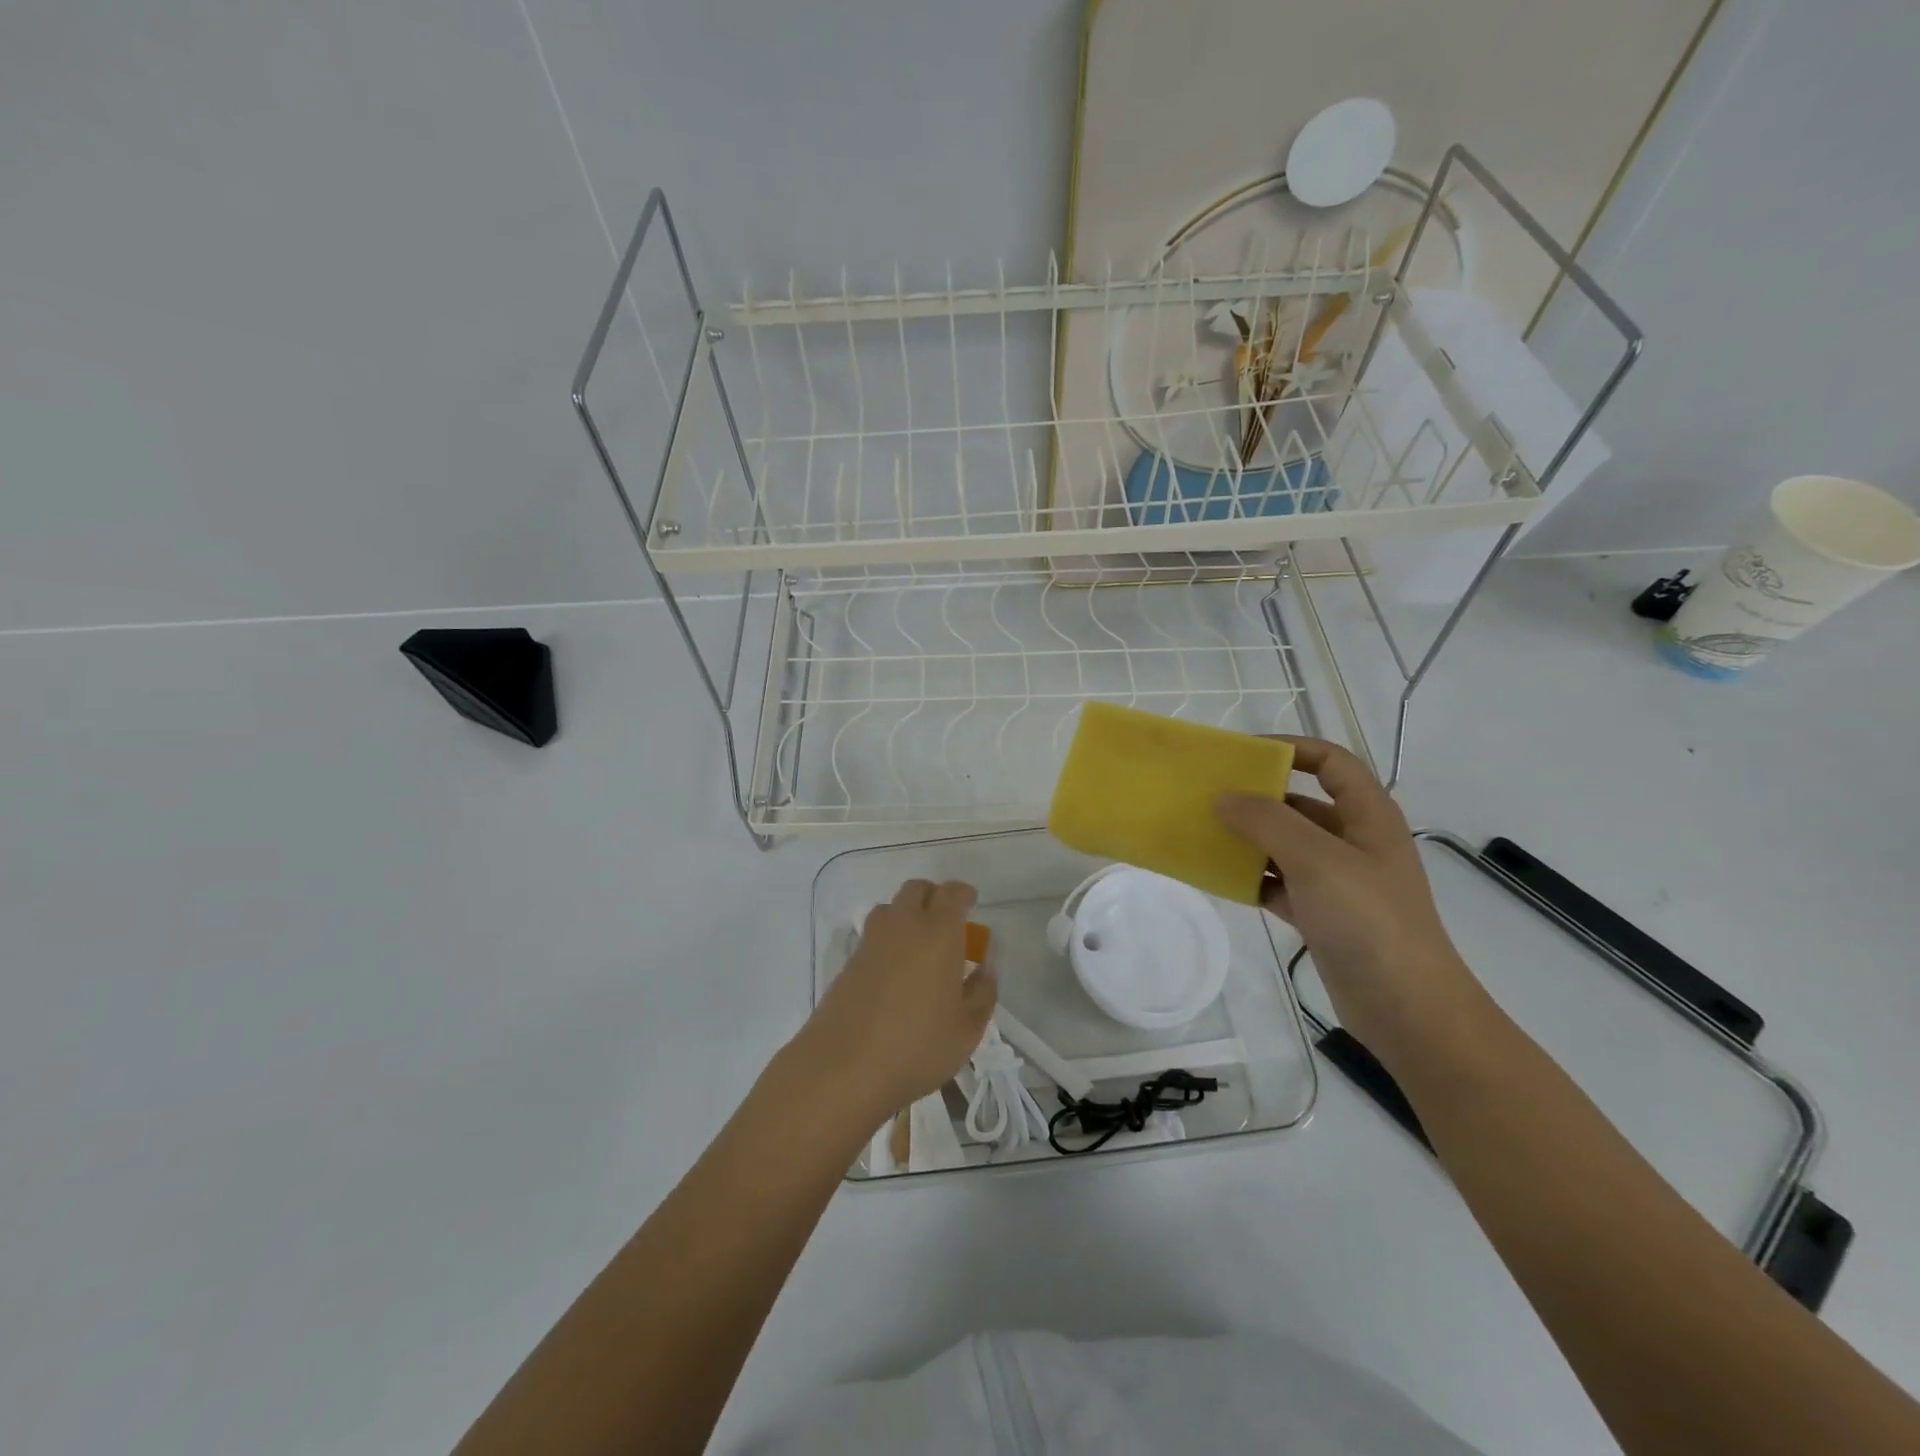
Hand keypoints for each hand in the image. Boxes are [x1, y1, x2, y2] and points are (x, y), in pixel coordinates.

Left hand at [793, 879, 995, 1127]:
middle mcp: (903, 925)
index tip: (971, 902)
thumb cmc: (917, 1047)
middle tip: (947, 921)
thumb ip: (982, 993)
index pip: (952, 893)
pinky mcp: (848, 962)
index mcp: (938, 933)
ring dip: (907, 913)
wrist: (843, 1067)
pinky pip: (873, 935)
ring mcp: (871, 941)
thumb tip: (984, 969)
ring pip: (890, 908)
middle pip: (916, 889)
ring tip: (919, 943)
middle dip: (934, 896)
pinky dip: (888, 939)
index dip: (963, 893)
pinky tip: (895, 970)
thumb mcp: (967, 1029)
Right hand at [1216, 737, 1478, 1062]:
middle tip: (1209, 796)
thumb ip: (1268, 821)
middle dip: (1257, 797)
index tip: (1242, 754)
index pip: (1331, 761)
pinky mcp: (1322, 913)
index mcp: (1367, 815)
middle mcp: (1353, 841)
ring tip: (1204, 834)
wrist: (1405, 1007)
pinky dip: (1252, 878)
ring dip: (1249, 838)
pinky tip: (1220, 878)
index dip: (1290, 748)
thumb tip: (1224, 797)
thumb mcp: (1317, 860)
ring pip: (1285, 844)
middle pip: (1301, 802)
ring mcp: (1338, 879)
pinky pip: (1279, 882)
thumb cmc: (1368, 920)